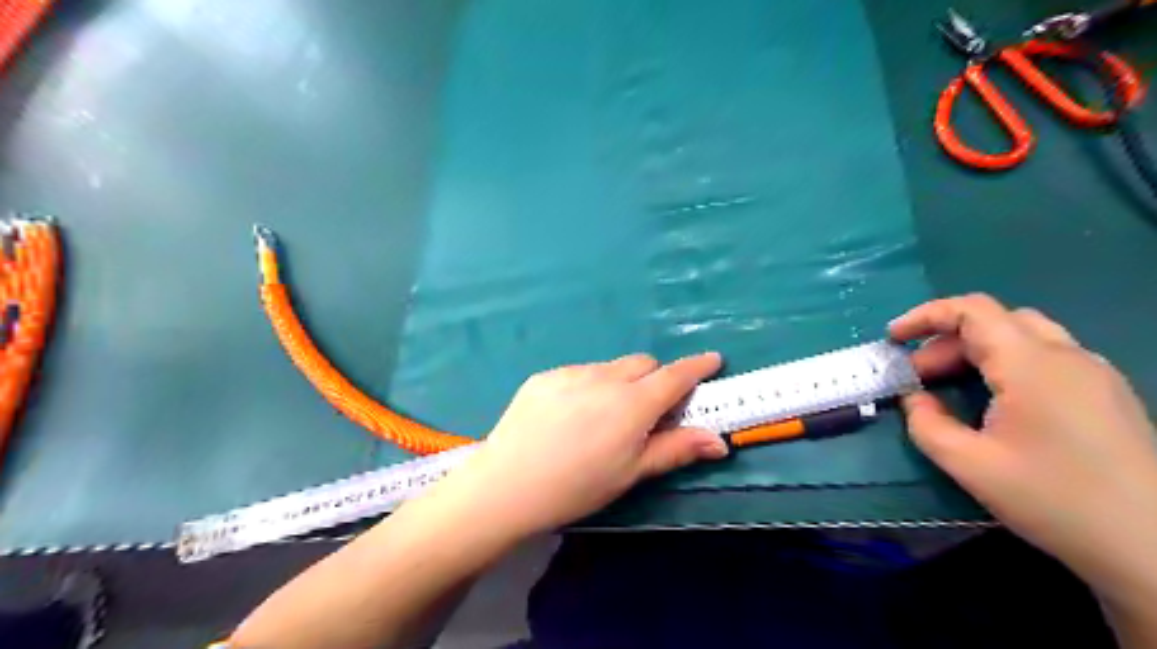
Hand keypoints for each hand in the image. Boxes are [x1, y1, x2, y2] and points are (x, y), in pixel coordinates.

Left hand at [429, 353, 725, 539]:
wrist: (506, 485)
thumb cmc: (577, 486)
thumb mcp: (631, 473)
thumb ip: (676, 449)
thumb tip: (719, 441)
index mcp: (633, 403)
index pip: (675, 375)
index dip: (697, 366)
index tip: (713, 359)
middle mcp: (605, 377)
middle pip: (643, 364)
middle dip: (654, 379)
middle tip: (647, 411)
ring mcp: (571, 372)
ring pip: (610, 368)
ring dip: (619, 383)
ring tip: (600, 419)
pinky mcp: (545, 376)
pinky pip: (579, 373)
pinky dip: (588, 387)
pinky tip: (569, 417)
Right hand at [888, 296, 1155, 589]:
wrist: (1154, 547)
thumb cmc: (1054, 500)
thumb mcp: (969, 465)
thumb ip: (926, 424)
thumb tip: (913, 399)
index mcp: (1031, 364)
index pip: (972, 310)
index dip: (925, 316)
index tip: (894, 339)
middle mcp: (1067, 356)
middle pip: (996, 321)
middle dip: (946, 340)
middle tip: (918, 376)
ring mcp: (1094, 374)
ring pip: (1023, 336)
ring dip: (976, 350)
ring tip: (949, 386)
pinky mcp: (1106, 394)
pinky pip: (1046, 358)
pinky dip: (1006, 363)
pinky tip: (995, 401)